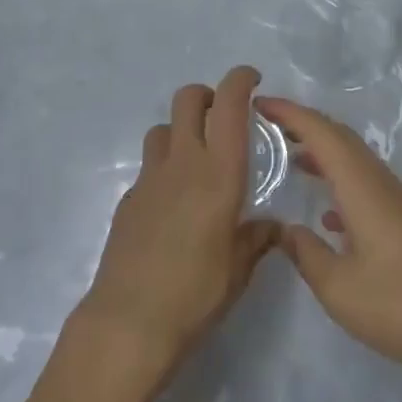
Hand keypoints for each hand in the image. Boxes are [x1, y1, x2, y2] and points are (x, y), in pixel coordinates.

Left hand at [81, 67, 278, 369]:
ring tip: (196, 160)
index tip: (252, 79)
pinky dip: (164, 169)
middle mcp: (184, 162)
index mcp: (219, 172)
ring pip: (164, 127)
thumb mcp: (239, 270)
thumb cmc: (195, 294)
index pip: (229, 105)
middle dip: (207, 95)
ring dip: (182, 130)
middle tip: (223, 118)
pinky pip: (149, 166)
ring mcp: (150, 177)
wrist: (129, 322)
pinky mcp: (129, 198)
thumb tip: (272, 226)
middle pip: (188, 99)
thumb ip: (257, 239)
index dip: (240, 80)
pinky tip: (172, 205)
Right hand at [258, 96, 401, 388]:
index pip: (320, 132)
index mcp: (361, 186)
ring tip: (291, 159)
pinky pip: (365, 182)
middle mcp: (379, 182)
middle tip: (269, 125)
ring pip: (354, 159)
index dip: (289, 113)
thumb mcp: (338, 288)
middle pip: (339, 137)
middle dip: (304, 124)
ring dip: (323, 151)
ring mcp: (396, 201)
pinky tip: (329, 217)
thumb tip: (284, 229)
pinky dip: (340, 180)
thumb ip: (305, 253)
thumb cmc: (400, 305)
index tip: (259, 103)